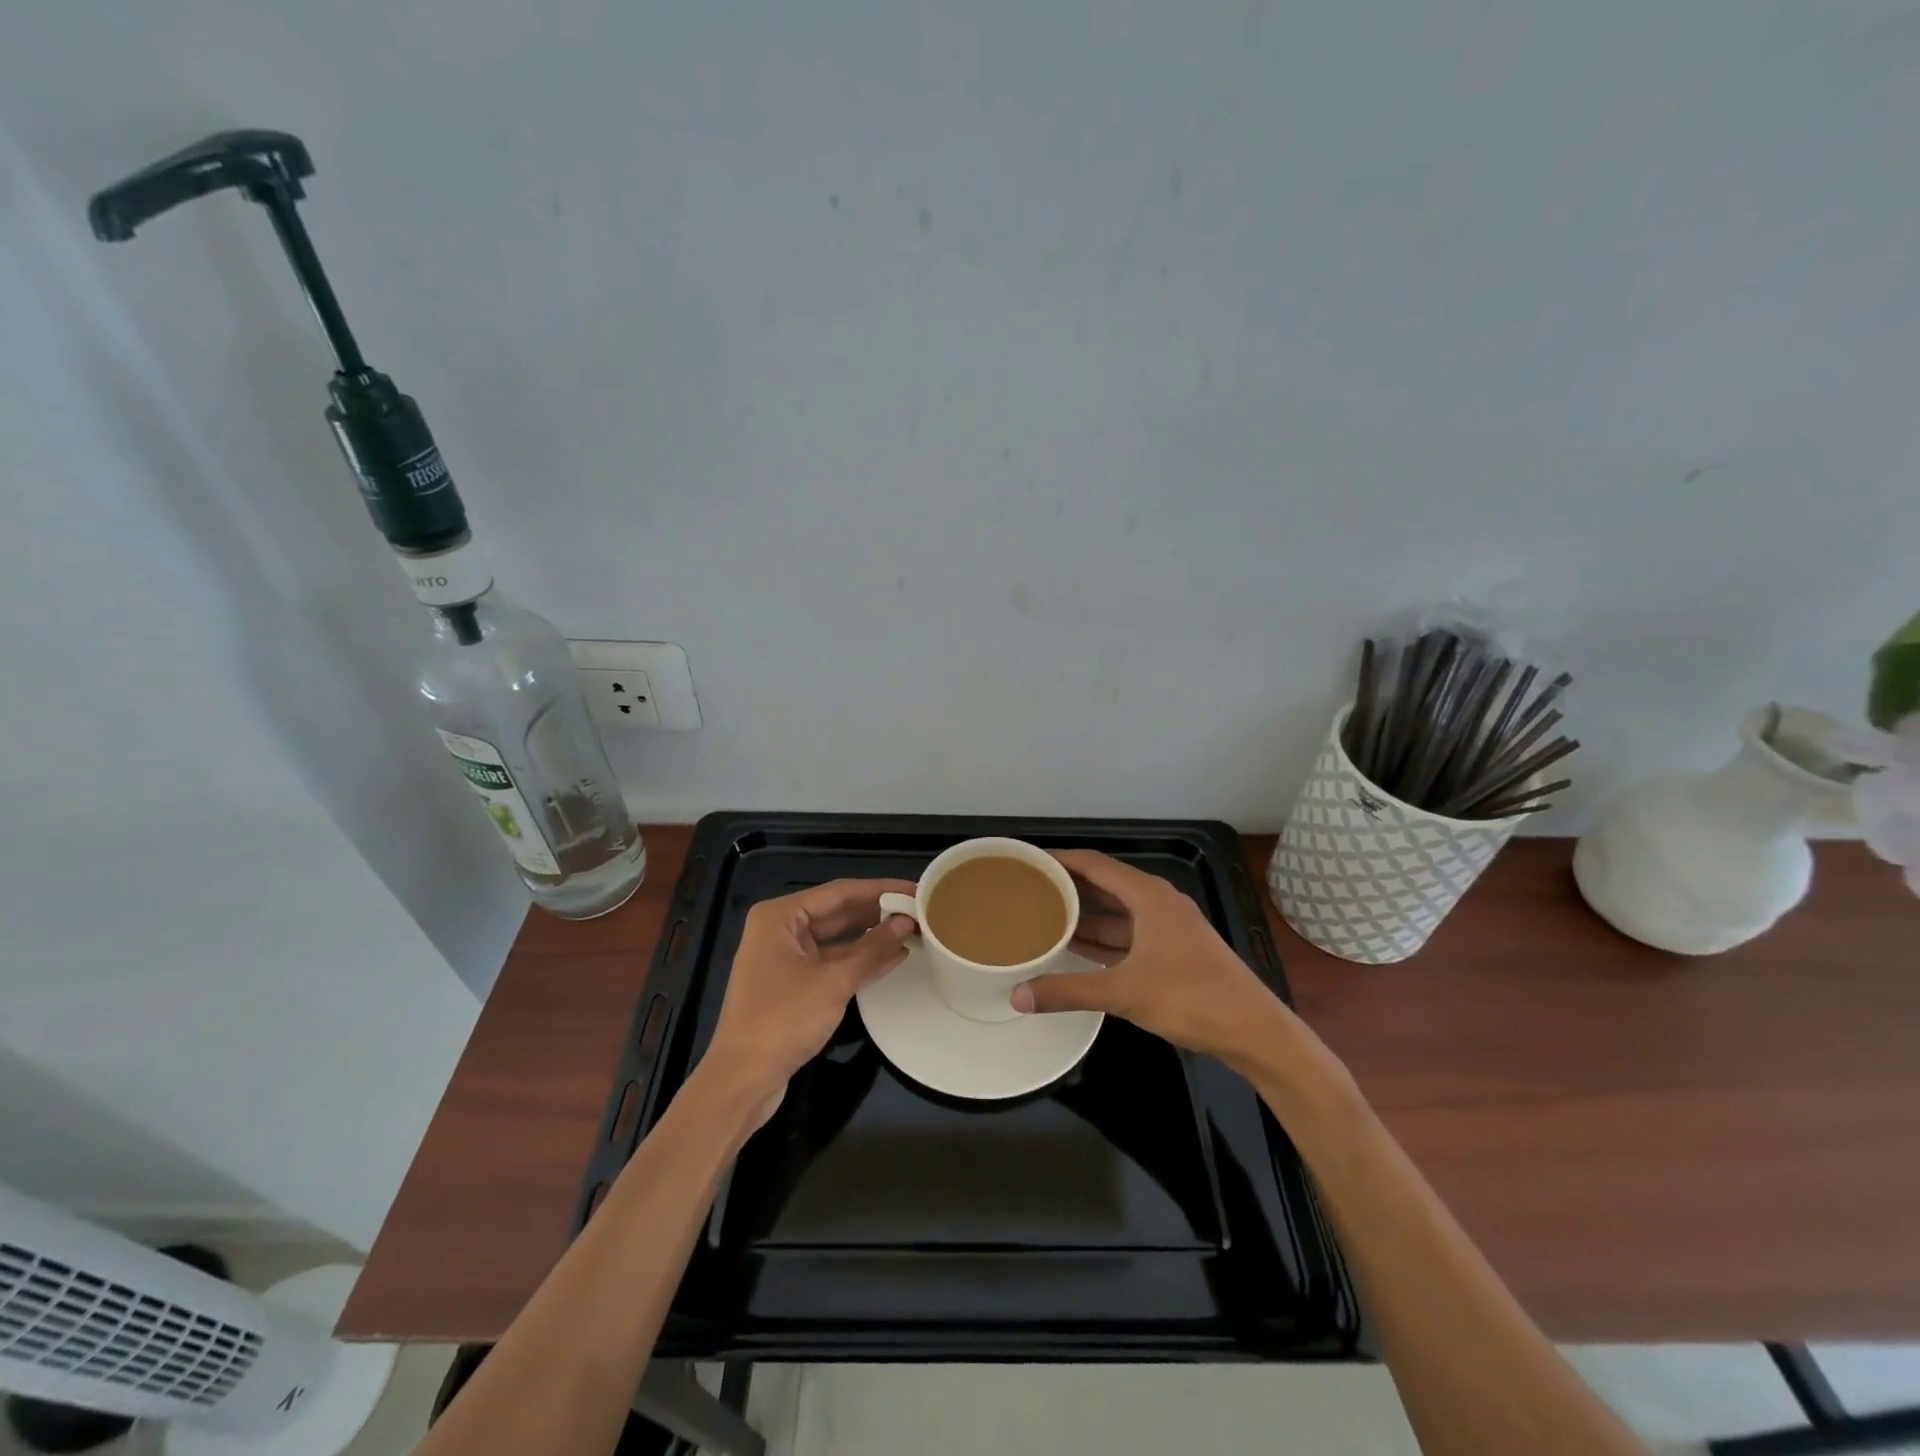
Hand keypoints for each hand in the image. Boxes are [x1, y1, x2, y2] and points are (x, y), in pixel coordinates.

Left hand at [698, 879, 915, 1120]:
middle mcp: (779, 929)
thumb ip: (872, 949)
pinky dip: (857, 960)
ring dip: (870, 936)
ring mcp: (784, 957)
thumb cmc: (783, 1020)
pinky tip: (890, 958)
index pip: (840, 892)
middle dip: (877, 912)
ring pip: (835, 937)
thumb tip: (906, 923)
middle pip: (837, 911)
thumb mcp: (834, 982)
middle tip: (919, 910)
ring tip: (911, 931)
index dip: (881, 889)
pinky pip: (830, 960)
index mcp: (780, 916)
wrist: (741, 1080)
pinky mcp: (790, 984)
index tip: (915, 889)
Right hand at [1011, 850, 1289, 1062]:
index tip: (1029, 860)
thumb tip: (1017, 997)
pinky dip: (1103, 940)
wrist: (1253, 1030)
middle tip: (1029, 890)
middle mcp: (1158, 902)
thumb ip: (1068, 991)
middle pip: (1105, 885)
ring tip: (1045, 918)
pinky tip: (1078, 951)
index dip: (1061, 859)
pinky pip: (1128, 934)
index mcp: (1148, 896)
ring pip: (1117, 913)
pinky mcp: (1175, 951)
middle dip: (1069, 887)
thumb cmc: (1190, 997)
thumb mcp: (1123, 992)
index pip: (1094, 864)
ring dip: (1085, 916)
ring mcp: (1169, 927)